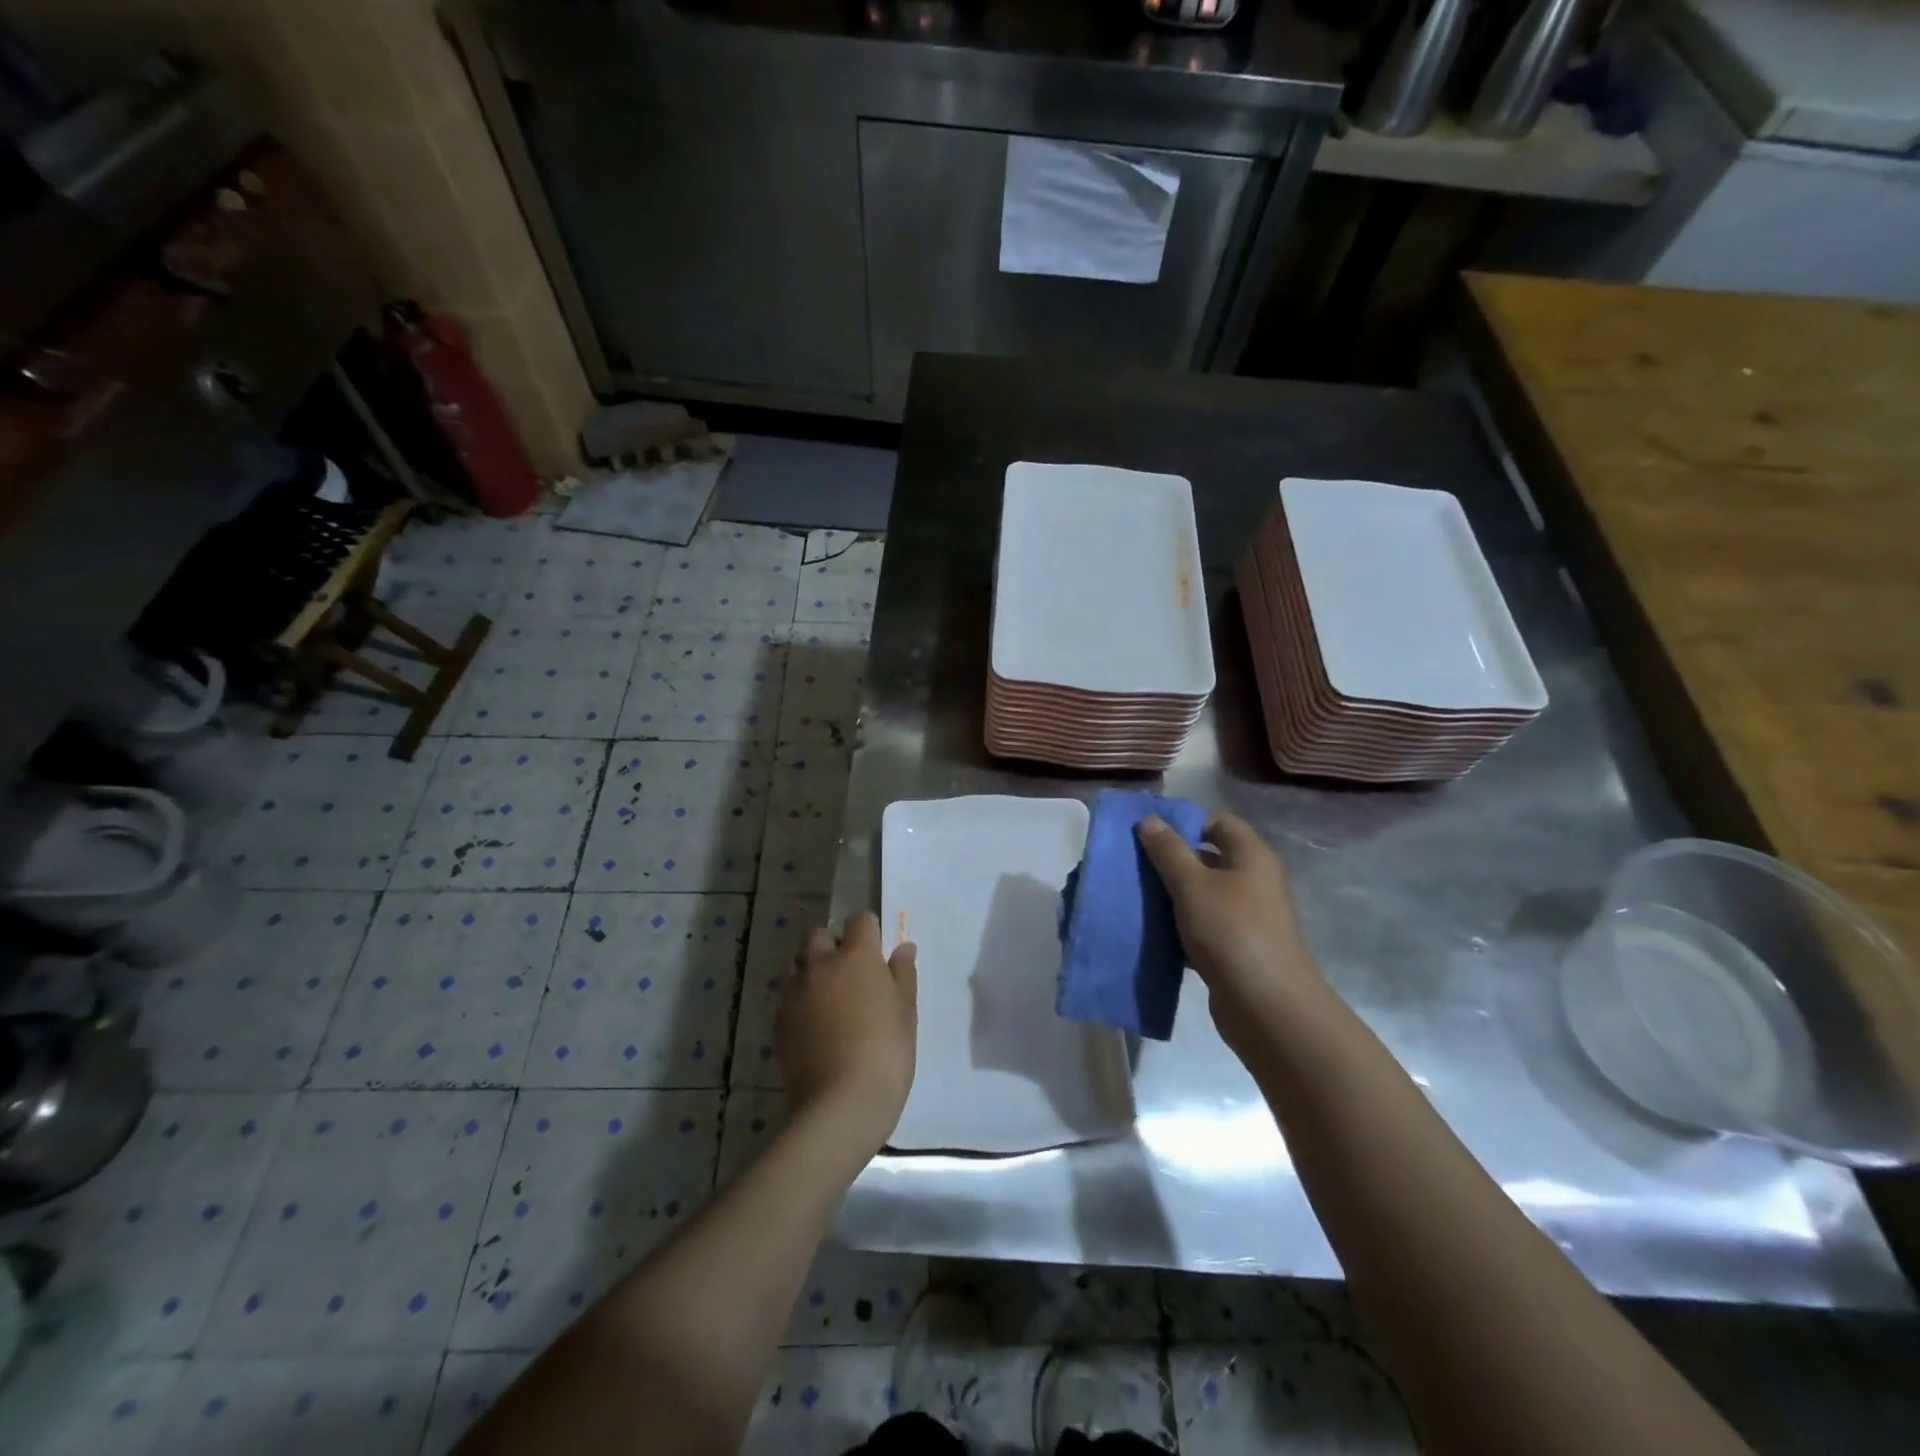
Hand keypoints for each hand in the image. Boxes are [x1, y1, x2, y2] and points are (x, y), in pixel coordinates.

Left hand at [777, 911, 917, 1154]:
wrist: (840, 1106)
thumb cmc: (886, 1054)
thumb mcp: (906, 1013)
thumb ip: (902, 974)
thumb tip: (902, 948)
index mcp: (856, 956)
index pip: (859, 920)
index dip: (869, 932)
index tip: (878, 954)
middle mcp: (820, 965)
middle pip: (819, 936)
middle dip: (833, 946)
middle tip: (852, 977)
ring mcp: (794, 993)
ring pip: (799, 965)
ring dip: (813, 972)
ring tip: (830, 1002)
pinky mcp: (778, 1022)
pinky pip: (789, 998)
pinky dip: (801, 1002)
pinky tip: (816, 1029)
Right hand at [1137, 813, 1323, 1048]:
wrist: (1267, 1005)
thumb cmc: (1230, 931)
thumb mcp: (1192, 885)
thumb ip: (1168, 851)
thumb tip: (1150, 820)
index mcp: (1251, 856)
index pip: (1218, 822)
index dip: (1185, 823)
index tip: (1149, 835)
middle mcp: (1254, 881)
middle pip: (1209, 858)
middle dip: (1172, 861)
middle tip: (1134, 865)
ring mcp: (1248, 916)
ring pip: (1203, 895)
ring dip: (1173, 896)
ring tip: (1136, 897)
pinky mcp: (1238, 947)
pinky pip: (1204, 925)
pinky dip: (1181, 926)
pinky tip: (1153, 931)